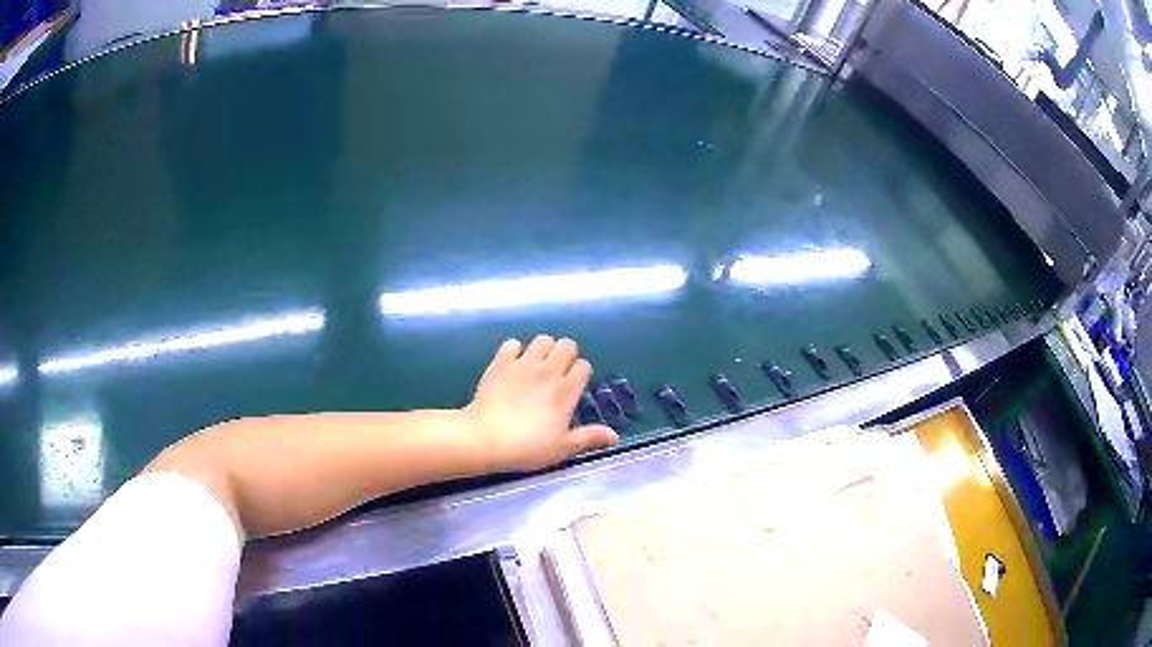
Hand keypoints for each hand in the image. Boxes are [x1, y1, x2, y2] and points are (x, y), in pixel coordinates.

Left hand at [463, 335, 618, 472]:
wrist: (485, 438)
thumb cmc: (527, 447)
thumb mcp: (562, 448)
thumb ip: (589, 438)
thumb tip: (615, 436)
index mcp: (566, 391)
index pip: (584, 366)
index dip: (581, 374)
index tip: (574, 387)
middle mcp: (548, 371)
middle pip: (567, 345)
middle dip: (566, 355)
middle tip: (558, 373)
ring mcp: (523, 364)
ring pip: (542, 339)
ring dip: (544, 349)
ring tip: (537, 365)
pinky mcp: (500, 362)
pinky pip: (512, 344)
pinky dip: (515, 351)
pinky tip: (512, 364)